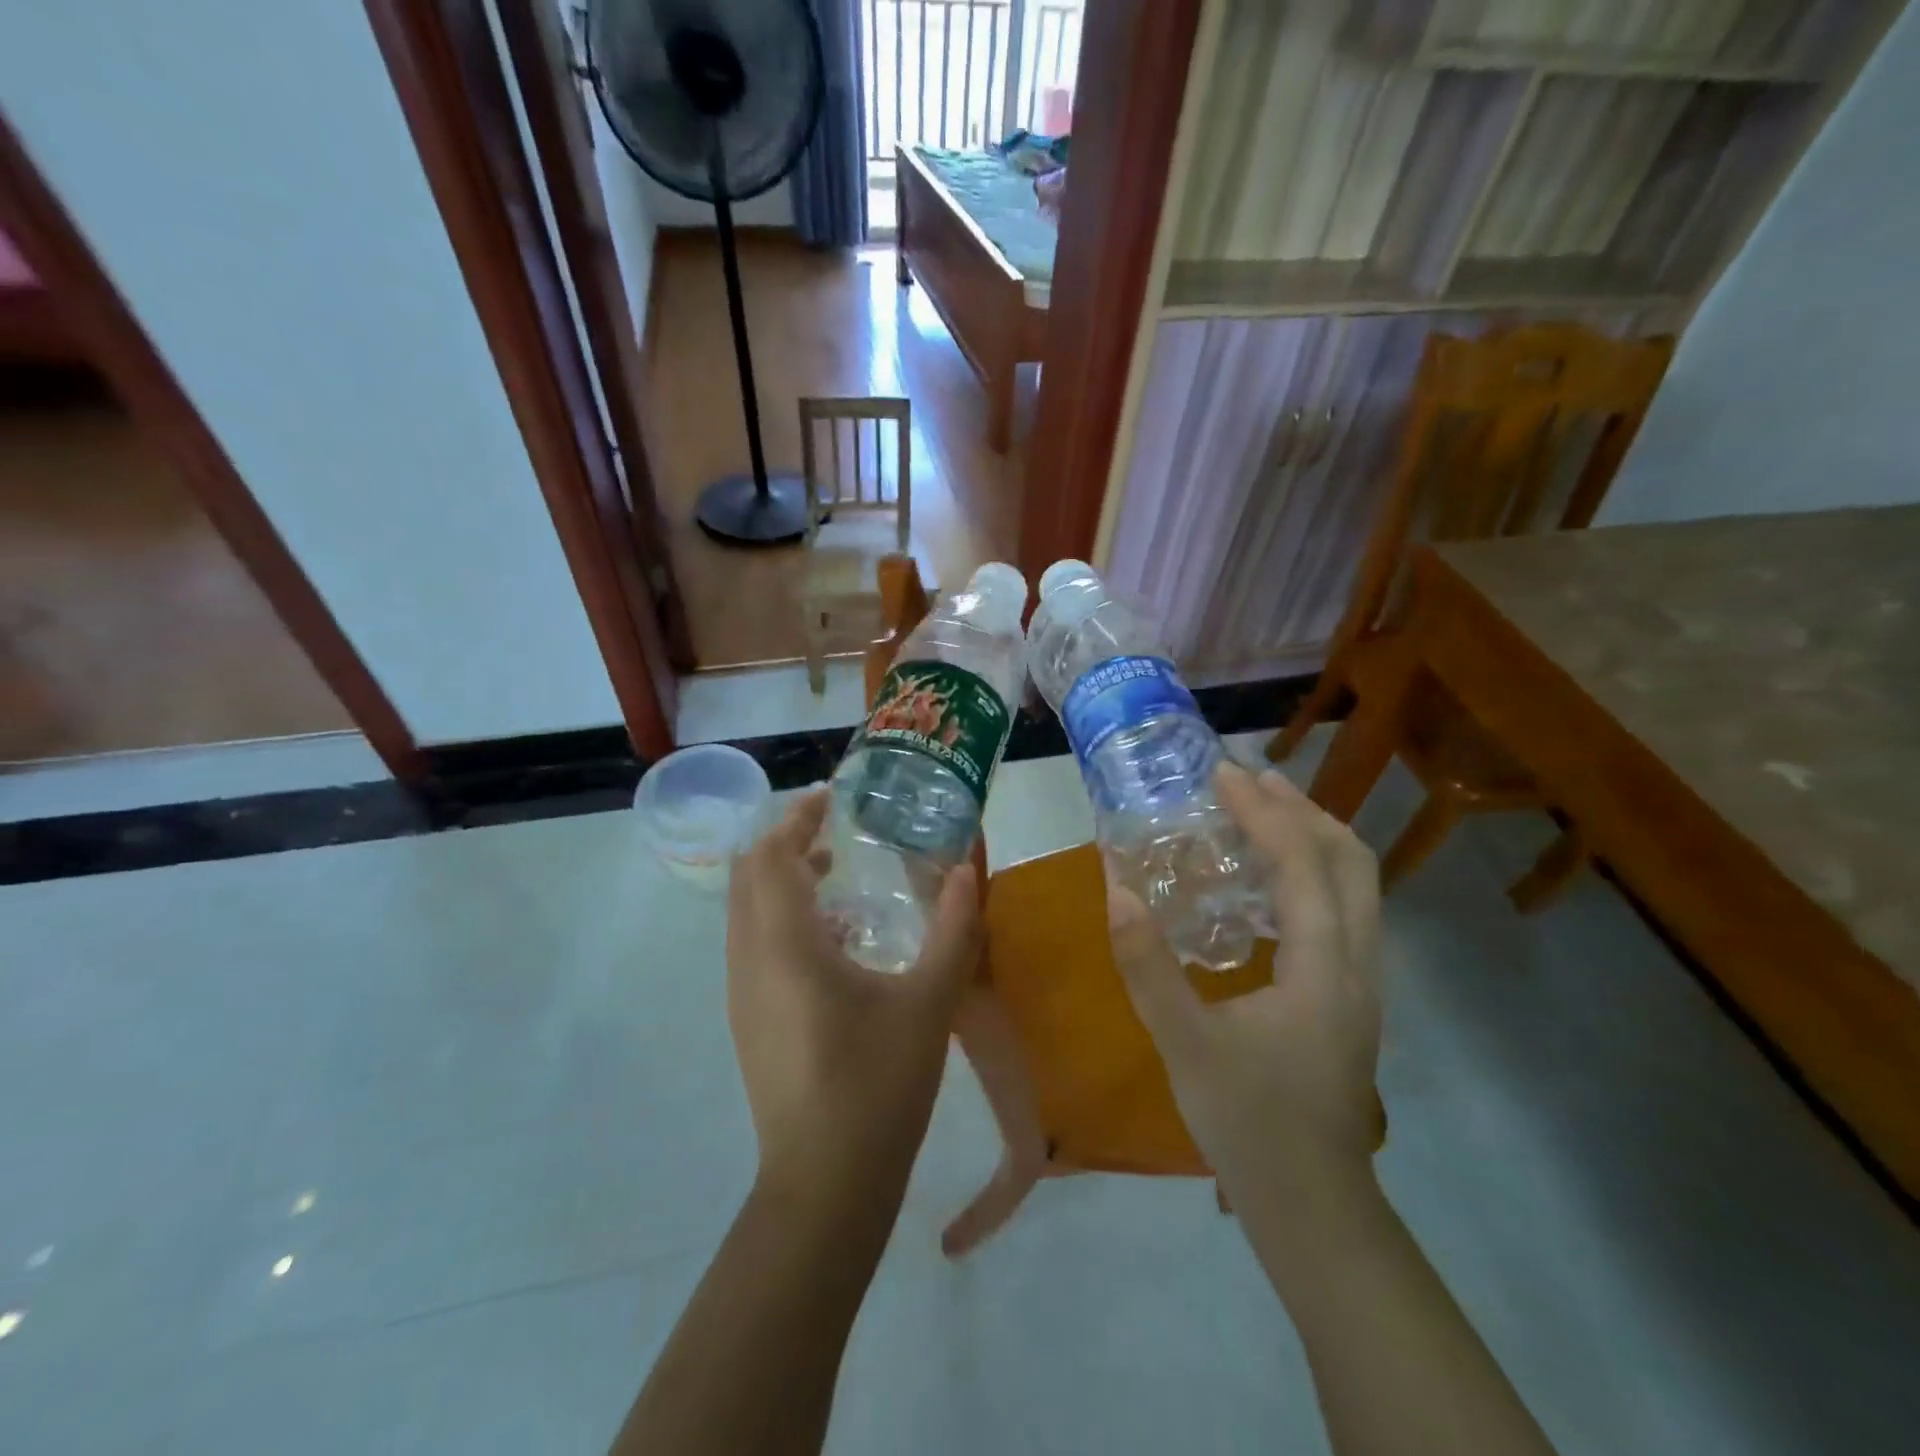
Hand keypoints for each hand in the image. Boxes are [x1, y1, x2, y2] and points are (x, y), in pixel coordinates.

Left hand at [726, 789, 982, 1222]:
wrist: (825, 1185)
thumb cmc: (878, 1084)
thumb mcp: (930, 1001)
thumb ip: (954, 928)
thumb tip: (968, 869)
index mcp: (785, 946)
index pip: (770, 855)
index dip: (797, 817)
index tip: (834, 799)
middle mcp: (750, 960)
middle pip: (749, 876)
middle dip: (785, 841)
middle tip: (836, 829)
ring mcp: (742, 994)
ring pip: (746, 911)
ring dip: (782, 880)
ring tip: (837, 872)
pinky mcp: (748, 1020)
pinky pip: (753, 944)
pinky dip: (782, 917)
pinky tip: (835, 940)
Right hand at [1106, 761, 1382, 1218]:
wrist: (1313, 1205)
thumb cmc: (1249, 1124)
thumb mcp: (1184, 1044)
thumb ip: (1147, 965)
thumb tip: (1117, 888)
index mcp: (1324, 969)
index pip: (1304, 864)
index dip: (1265, 812)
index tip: (1224, 776)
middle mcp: (1360, 964)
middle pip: (1352, 860)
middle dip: (1302, 809)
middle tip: (1250, 781)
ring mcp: (1364, 981)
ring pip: (1359, 884)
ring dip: (1313, 836)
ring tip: (1262, 812)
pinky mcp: (1353, 996)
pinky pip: (1347, 909)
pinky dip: (1314, 871)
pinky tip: (1269, 881)